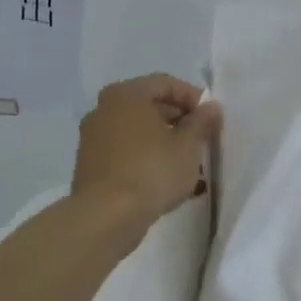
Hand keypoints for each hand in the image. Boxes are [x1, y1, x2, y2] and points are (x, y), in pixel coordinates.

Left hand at [71, 74, 223, 225]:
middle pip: (148, 105)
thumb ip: (201, 122)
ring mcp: (92, 138)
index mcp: (126, 95)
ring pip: (136, 130)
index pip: (165, 83)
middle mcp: (103, 109)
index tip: (210, 117)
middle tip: (200, 138)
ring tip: (186, 161)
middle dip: (177, 120)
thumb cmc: (152, 171)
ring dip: (162, 140)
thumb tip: (211, 107)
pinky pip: (124, 151)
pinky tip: (164, 177)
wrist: (106, 217)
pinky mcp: (89, 164)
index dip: (192, 97)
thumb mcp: (188, 146)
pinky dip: (144, 156)